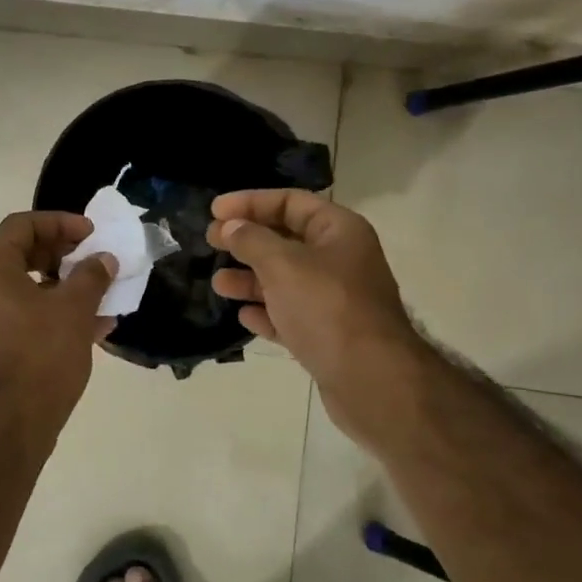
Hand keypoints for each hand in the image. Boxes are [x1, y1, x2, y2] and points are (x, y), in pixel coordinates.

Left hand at [0, 212, 116, 447]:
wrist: (9, 426)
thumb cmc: (40, 356)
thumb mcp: (74, 310)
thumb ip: (91, 276)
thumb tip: (103, 259)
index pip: (21, 226)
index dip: (59, 222)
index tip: (90, 234)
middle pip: (20, 256)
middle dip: (62, 255)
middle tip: (92, 261)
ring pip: (23, 290)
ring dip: (61, 288)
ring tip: (99, 296)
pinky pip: (20, 318)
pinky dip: (50, 314)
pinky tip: (89, 328)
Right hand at [207, 190, 428, 442]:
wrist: (371, 380)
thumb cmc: (327, 308)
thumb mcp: (283, 264)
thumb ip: (252, 240)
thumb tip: (230, 227)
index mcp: (339, 231)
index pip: (291, 202)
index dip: (251, 201)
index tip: (214, 210)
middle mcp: (340, 260)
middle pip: (286, 239)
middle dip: (247, 240)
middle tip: (210, 242)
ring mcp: (335, 300)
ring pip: (285, 280)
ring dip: (250, 279)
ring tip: (219, 284)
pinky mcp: (327, 335)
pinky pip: (290, 315)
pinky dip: (267, 313)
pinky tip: (244, 316)